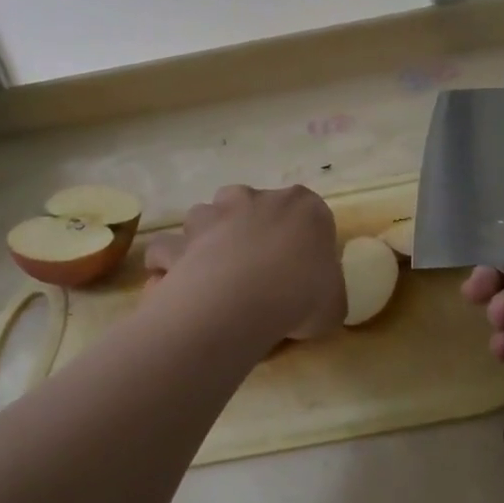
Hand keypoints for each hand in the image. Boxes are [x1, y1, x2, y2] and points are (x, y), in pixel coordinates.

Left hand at [145, 185, 345, 342]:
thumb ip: (326, 292)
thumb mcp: (335, 303)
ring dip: (207, 242)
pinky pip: (168, 251)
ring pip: (206, 220)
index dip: (302, 242)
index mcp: (304, 206)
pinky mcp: (179, 240)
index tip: (300, 271)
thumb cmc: (302, 294)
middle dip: (249, 231)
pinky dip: (168, 266)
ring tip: (212, 278)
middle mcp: (255, 199)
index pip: (307, 214)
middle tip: (256, 272)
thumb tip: (317, 299)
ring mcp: (212, 215)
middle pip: (251, 208)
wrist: (244, 300)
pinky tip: (176, 289)